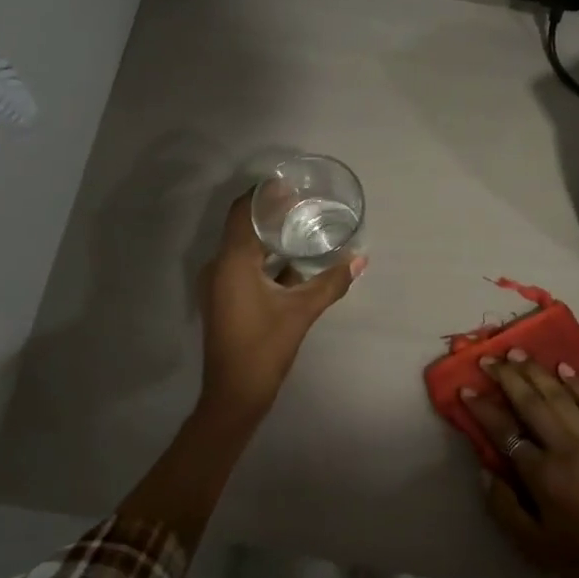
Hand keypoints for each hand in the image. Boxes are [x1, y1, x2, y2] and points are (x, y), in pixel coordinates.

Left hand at [198, 193, 363, 421]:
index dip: (265, 194)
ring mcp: (217, 284)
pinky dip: (264, 258)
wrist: (235, 394)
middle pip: (243, 227)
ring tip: (301, 227)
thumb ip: (331, 282)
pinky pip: (242, 266)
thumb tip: (360, 258)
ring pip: (243, 248)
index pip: (244, 212)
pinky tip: (291, 262)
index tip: (290, 184)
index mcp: (232, 262)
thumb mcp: (302, 311)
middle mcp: (218, 266)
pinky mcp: (223, 298)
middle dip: (271, 213)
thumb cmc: (265, 347)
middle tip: (303, 202)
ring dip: (268, 237)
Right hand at [460, 350, 578, 577]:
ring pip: (562, 396)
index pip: (505, 432)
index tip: (466, 388)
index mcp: (542, 475)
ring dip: (538, 372)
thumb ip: (504, 507)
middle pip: (532, 403)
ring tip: (519, 353)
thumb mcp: (533, 545)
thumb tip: (486, 471)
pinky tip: (564, 368)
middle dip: (508, 377)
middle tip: (490, 358)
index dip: (483, 409)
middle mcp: (566, 448)